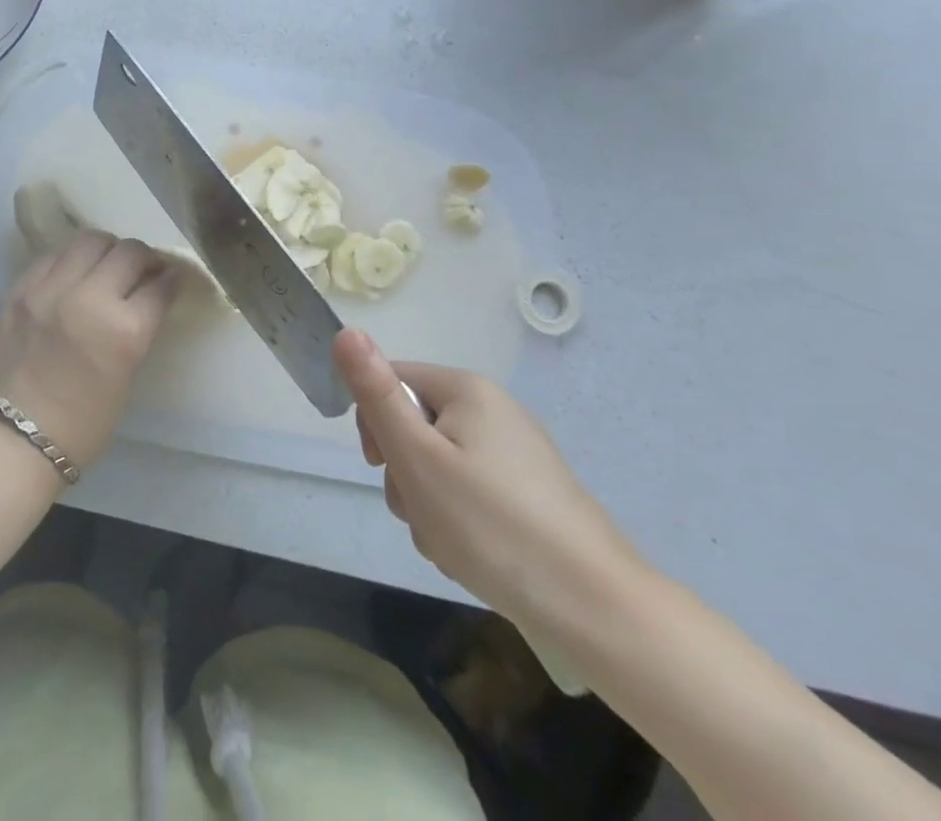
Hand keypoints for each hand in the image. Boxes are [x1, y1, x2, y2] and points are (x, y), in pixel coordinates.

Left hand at [0, 232, 177, 469]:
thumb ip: (139, 326)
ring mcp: (50, 288)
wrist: (13, 437)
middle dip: (144, 258)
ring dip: (108, 250)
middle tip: (144, 270)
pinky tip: (74, 274)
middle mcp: (89, 298)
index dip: (173, 277)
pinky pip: (55, 254)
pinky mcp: (21, 286)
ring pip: (91, 240)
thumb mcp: (127, 373)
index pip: (160, 285)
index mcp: (124, 330)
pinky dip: (72, 259)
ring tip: (108, 266)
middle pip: (129, 252)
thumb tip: (151, 292)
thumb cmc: (82, 422)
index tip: (174, 276)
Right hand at [333, 328, 646, 633]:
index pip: (391, 380)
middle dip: (405, 473)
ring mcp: (516, 454)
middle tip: (422, 510)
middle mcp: (493, 410)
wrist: (595, 609)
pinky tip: (475, 554)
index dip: (375, 423)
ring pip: (438, 467)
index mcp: (466, 389)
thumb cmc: (490, 524)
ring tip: (451, 542)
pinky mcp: (530, 495)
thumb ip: (376, 394)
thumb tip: (345, 331)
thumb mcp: (416, 456)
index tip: (382, 465)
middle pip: (415, 427)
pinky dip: (459, 522)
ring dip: (428, 504)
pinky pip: (469, 494)